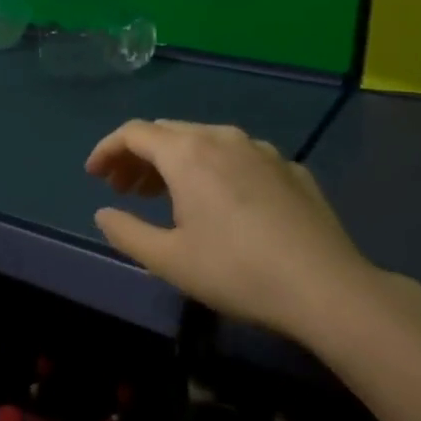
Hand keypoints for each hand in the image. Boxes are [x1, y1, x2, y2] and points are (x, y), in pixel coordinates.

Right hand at [86, 119, 383, 343]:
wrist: (326, 288)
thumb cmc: (236, 271)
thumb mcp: (168, 260)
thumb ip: (126, 232)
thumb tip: (104, 213)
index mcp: (188, 154)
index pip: (134, 133)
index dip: (107, 150)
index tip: (93, 175)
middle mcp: (223, 139)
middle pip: (167, 133)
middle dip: (138, 156)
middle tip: (123, 189)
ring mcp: (262, 151)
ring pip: (204, 141)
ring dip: (174, 162)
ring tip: (164, 196)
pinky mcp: (290, 169)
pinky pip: (238, 157)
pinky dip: (213, 169)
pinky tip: (220, 204)